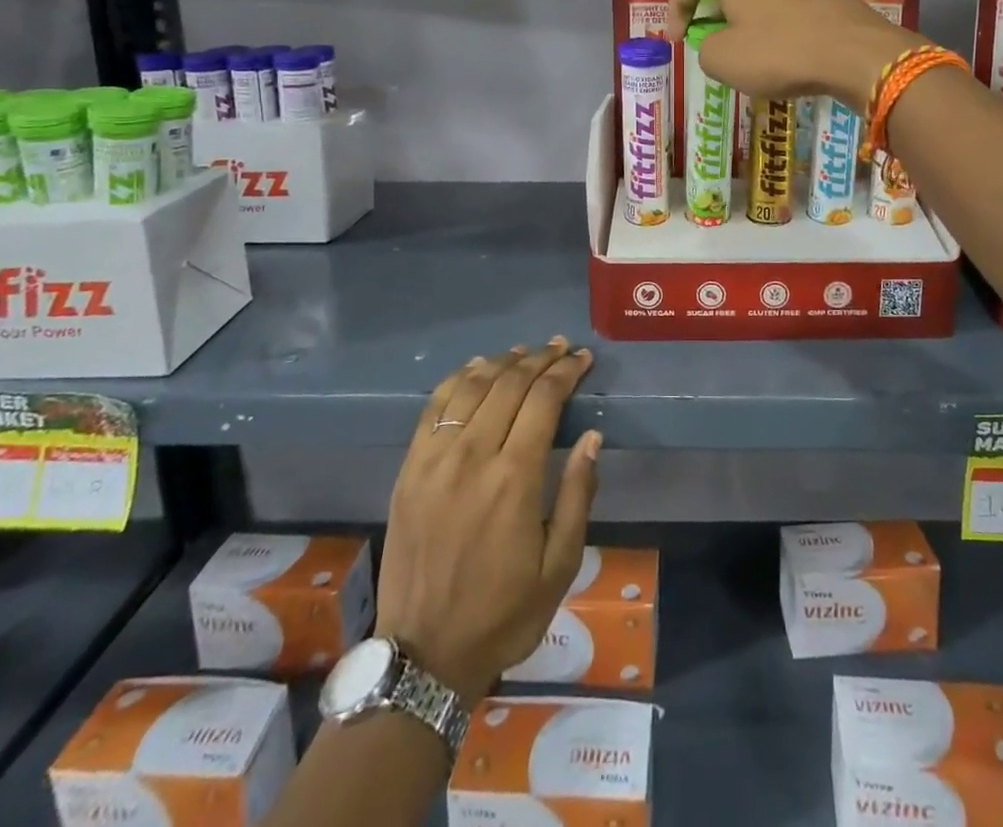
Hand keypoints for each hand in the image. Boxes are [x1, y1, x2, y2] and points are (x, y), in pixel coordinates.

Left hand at [377, 339, 600, 705]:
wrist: (424, 654)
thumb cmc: (503, 612)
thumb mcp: (560, 565)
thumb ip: (577, 494)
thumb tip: (593, 437)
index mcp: (514, 479)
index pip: (543, 400)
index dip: (565, 372)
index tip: (582, 358)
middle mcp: (472, 457)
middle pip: (508, 385)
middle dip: (539, 359)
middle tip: (560, 348)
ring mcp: (434, 460)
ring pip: (471, 387)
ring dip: (501, 362)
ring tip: (524, 353)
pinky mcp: (409, 469)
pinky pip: (434, 407)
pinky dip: (458, 379)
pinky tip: (475, 370)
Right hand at [671, 0, 914, 109]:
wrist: (857, 54)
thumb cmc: (779, 52)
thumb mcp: (722, 60)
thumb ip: (704, 48)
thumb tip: (716, 44)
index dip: (675, 8)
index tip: (677, 40)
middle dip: (709, 9)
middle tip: (706, 38)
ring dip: (741, 13)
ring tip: (742, 45)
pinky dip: (770, 17)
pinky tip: (777, 45)